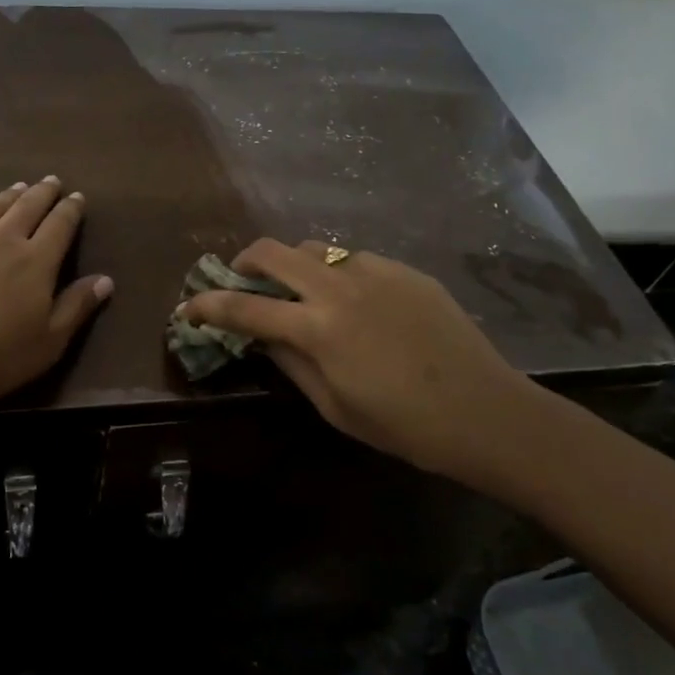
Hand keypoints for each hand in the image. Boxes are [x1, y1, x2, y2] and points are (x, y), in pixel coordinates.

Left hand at [0, 179, 112, 421]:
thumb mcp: (49, 342)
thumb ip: (77, 307)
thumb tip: (106, 279)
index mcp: (35, 262)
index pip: (60, 226)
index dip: (71, 209)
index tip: (77, 197)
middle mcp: (0, 240)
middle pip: (26, 207)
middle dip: (42, 192)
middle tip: (51, 181)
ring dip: (7, 195)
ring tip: (17, 187)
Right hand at [179, 240, 540, 490]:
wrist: (485, 411)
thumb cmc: (403, 426)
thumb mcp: (334, 406)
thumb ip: (290, 361)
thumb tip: (260, 335)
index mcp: (318, 329)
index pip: (245, 308)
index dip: (209, 306)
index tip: (189, 306)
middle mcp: (339, 288)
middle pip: (273, 251)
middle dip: (244, 262)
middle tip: (242, 282)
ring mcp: (375, 271)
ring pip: (314, 248)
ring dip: (293, 265)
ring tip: (301, 292)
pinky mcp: (404, 270)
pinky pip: (354, 259)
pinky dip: (336, 273)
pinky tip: (354, 301)